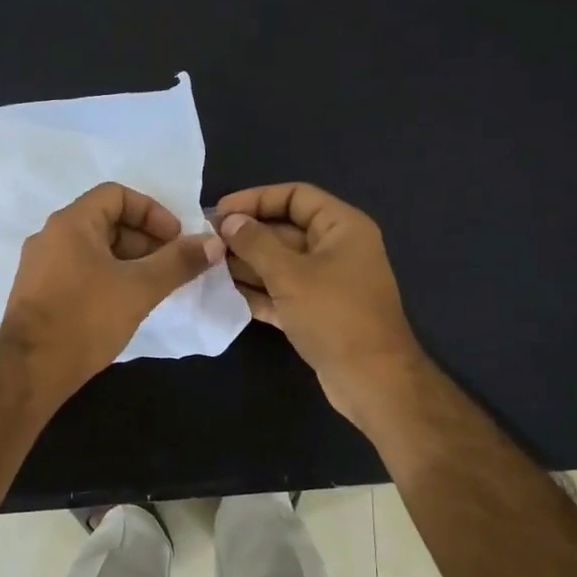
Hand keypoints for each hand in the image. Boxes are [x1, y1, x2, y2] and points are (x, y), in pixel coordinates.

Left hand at [0, 182, 223, 403]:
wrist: (31, 370)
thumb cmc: (86, 319)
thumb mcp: (140, 288)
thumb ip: (178, 262)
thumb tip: (214, 243)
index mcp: (71, 223)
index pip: (117, 194)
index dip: (153, 212)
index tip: (176, 239)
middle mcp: (50, 237)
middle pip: (105, 221)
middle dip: (144, 240)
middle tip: (170, 266)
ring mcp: (40, 266)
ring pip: (93, 250)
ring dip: (128, 261)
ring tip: (153, 288)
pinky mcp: (38, 294)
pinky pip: (79, 271)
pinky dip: (107, 277)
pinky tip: (124, 305)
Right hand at [213, 182, 426, 425]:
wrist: (371, 380)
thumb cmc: (334, 316)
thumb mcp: (291, 275)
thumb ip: (256, 244)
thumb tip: (229, 220)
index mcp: (342, 227)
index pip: (296, 196)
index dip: (256, 199)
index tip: (219, 212)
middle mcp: (336, 249)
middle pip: (285, 230)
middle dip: (246, 235)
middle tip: (205, 242)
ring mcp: (326, 283)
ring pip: (280, 264)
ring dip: (246, 264)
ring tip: (207, 266)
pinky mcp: (316, 313)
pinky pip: (281, 292)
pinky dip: (257, 291)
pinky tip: (223, 293)